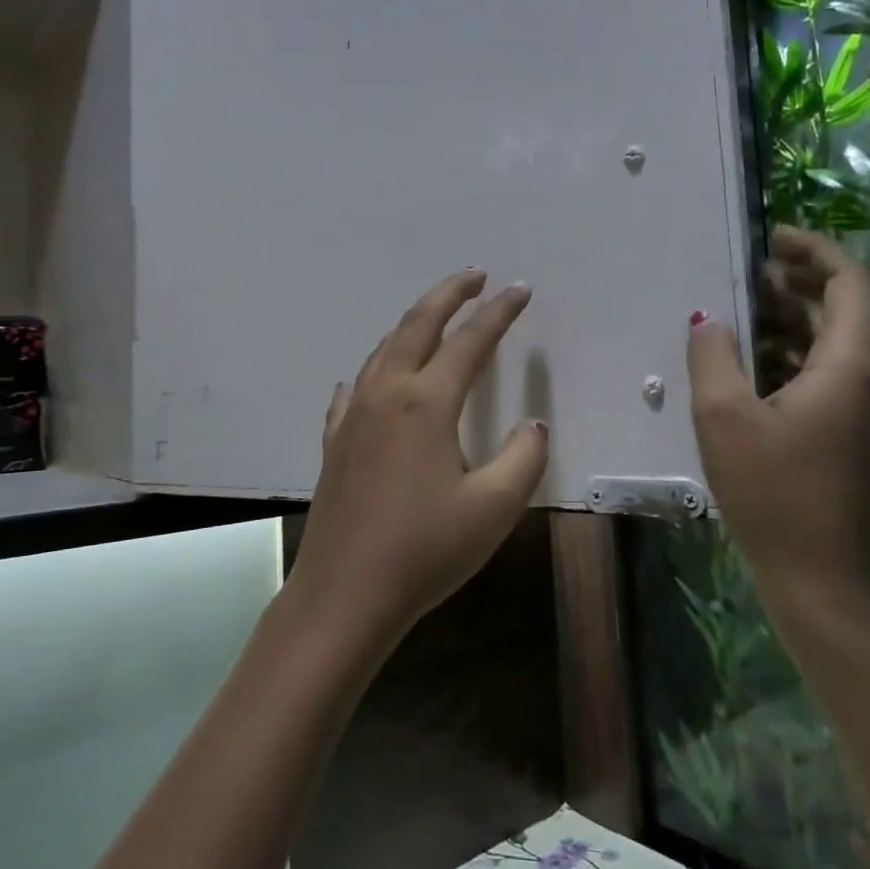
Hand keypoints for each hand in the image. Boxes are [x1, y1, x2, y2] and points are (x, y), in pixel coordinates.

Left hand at [287, 269, 549, 652]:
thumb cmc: (424, 550)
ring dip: (412, 324)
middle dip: (448, 294)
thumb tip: (534, 424)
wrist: (344, 592)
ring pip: (383, 350)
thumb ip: (523, 458)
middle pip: (417, 325)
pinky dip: (374, 370)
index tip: (521, 290)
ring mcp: (354, 415)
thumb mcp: (493, 509)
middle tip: (474, 276)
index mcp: (427, 402)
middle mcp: (387, 394)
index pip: (470, 341)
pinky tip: (372, 379)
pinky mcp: (335, 441)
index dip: (499, 313)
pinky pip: (356, 388)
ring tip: (434, 317)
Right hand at [687, 227, 869, 628]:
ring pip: (838, 348)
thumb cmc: (773, 493)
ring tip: (739, 318)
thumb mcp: (725, 417)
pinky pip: (834, 380)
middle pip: (845, 311)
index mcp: (854, 367)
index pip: (851, 282)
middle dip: (796, 285)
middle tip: (742, 276)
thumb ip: (714, 355)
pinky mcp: (864, 441)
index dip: (813, 250)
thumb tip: (711, 318)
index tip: (769, 239)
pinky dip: (797, 360)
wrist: (823, 583)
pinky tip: (754, 371)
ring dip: (793, 324)